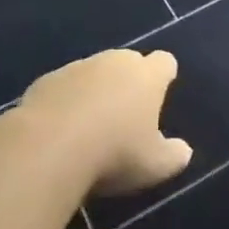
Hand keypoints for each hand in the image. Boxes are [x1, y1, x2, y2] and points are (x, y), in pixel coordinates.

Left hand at [18, 49, 192, 196]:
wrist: (48, 147)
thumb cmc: (114, 153)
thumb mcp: (155, 166)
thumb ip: (174, 155)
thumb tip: (183, 150)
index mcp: (146, 75)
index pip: (164, 62)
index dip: (164, 76)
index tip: (160, 96)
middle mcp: (114, 61)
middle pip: (127, 63)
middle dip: (128, 83)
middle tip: (124, 118)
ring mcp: (77, 67)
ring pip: (93, 74)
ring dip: (94, 92)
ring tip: (88, 130)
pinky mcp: (45, 81)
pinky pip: (62, 88)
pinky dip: (64, 103)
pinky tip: (58, 133)